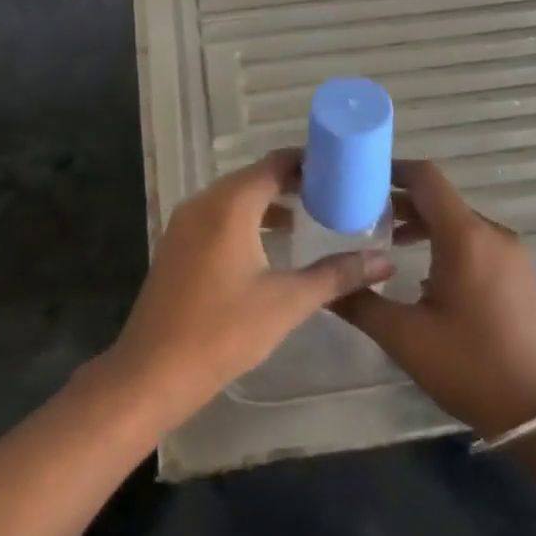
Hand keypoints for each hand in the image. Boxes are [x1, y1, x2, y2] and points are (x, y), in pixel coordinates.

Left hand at [104, 150, 392, 427]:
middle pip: (255, 177)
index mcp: (230, 204)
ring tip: (309, 215)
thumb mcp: (287, 302)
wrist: (151, 373)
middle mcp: (204, 202)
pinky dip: (247, 218)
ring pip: (235, 197)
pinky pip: (218, 216)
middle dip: (293, 181)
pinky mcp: (177, 244)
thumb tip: (384, 262)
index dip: (309, 162)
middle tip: (334, 193)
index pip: (275, 164)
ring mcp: (185, 223)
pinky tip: (270, 243)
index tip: (342, 169)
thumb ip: (336, 275)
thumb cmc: (222, 331)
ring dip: (270, 201)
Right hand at [334, 160, 535, 438]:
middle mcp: (490, 233)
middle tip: (362, 217)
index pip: (426, 178)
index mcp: (464, 236)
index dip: (392, 171)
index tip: (361, 179)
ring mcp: (509, 252)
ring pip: (458, 221)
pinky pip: (475, 241)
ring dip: (423, 225)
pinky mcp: (518, 272)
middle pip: (440, 199)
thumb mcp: (404, 337)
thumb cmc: (470, 366)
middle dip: (400, 203)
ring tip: (387, 245)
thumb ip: (361, 303)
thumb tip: (326, 287)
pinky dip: (446, 242)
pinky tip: (424, 274)